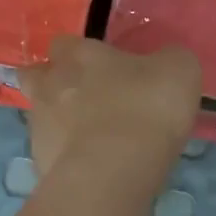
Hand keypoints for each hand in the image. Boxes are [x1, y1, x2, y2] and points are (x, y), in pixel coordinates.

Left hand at [19, 37, 201, 181]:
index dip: (78, 54)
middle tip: (83, 101)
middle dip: (53, 85)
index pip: (64, 44)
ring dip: (59, 124)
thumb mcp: (178, 71)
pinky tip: (91, 169)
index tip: (100, 69)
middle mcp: (49, 85)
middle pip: (36, 77)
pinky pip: (50, 154)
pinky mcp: (40, 163)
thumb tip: (164, 63)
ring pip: (41, 117)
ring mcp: (39, 127)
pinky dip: (66, 159)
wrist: (115, 172)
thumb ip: (167, 60)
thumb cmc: (147, 109)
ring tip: (90, 142)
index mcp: (79, 56)